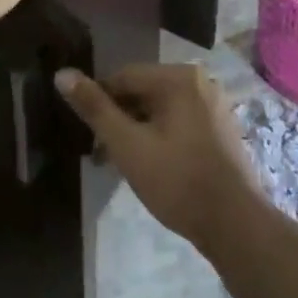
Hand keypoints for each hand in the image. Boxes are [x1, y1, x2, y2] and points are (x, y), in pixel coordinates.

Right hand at [54, 64, 262, 250]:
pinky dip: (161, 136)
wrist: (236, 225)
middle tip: (102, 156)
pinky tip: (152, 166)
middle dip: (120, 119)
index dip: (100, 102)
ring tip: (124, 164)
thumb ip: (95, 109)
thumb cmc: (178, 181)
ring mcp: (213, 104)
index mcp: (178, 76)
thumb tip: (62, 73)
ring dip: (139, 130)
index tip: (87, 135)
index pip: (124, 77)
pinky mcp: (220, 128)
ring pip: (161, 108)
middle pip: (144, 91)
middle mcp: (198, 80)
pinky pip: (180, 121)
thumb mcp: (129, 146)